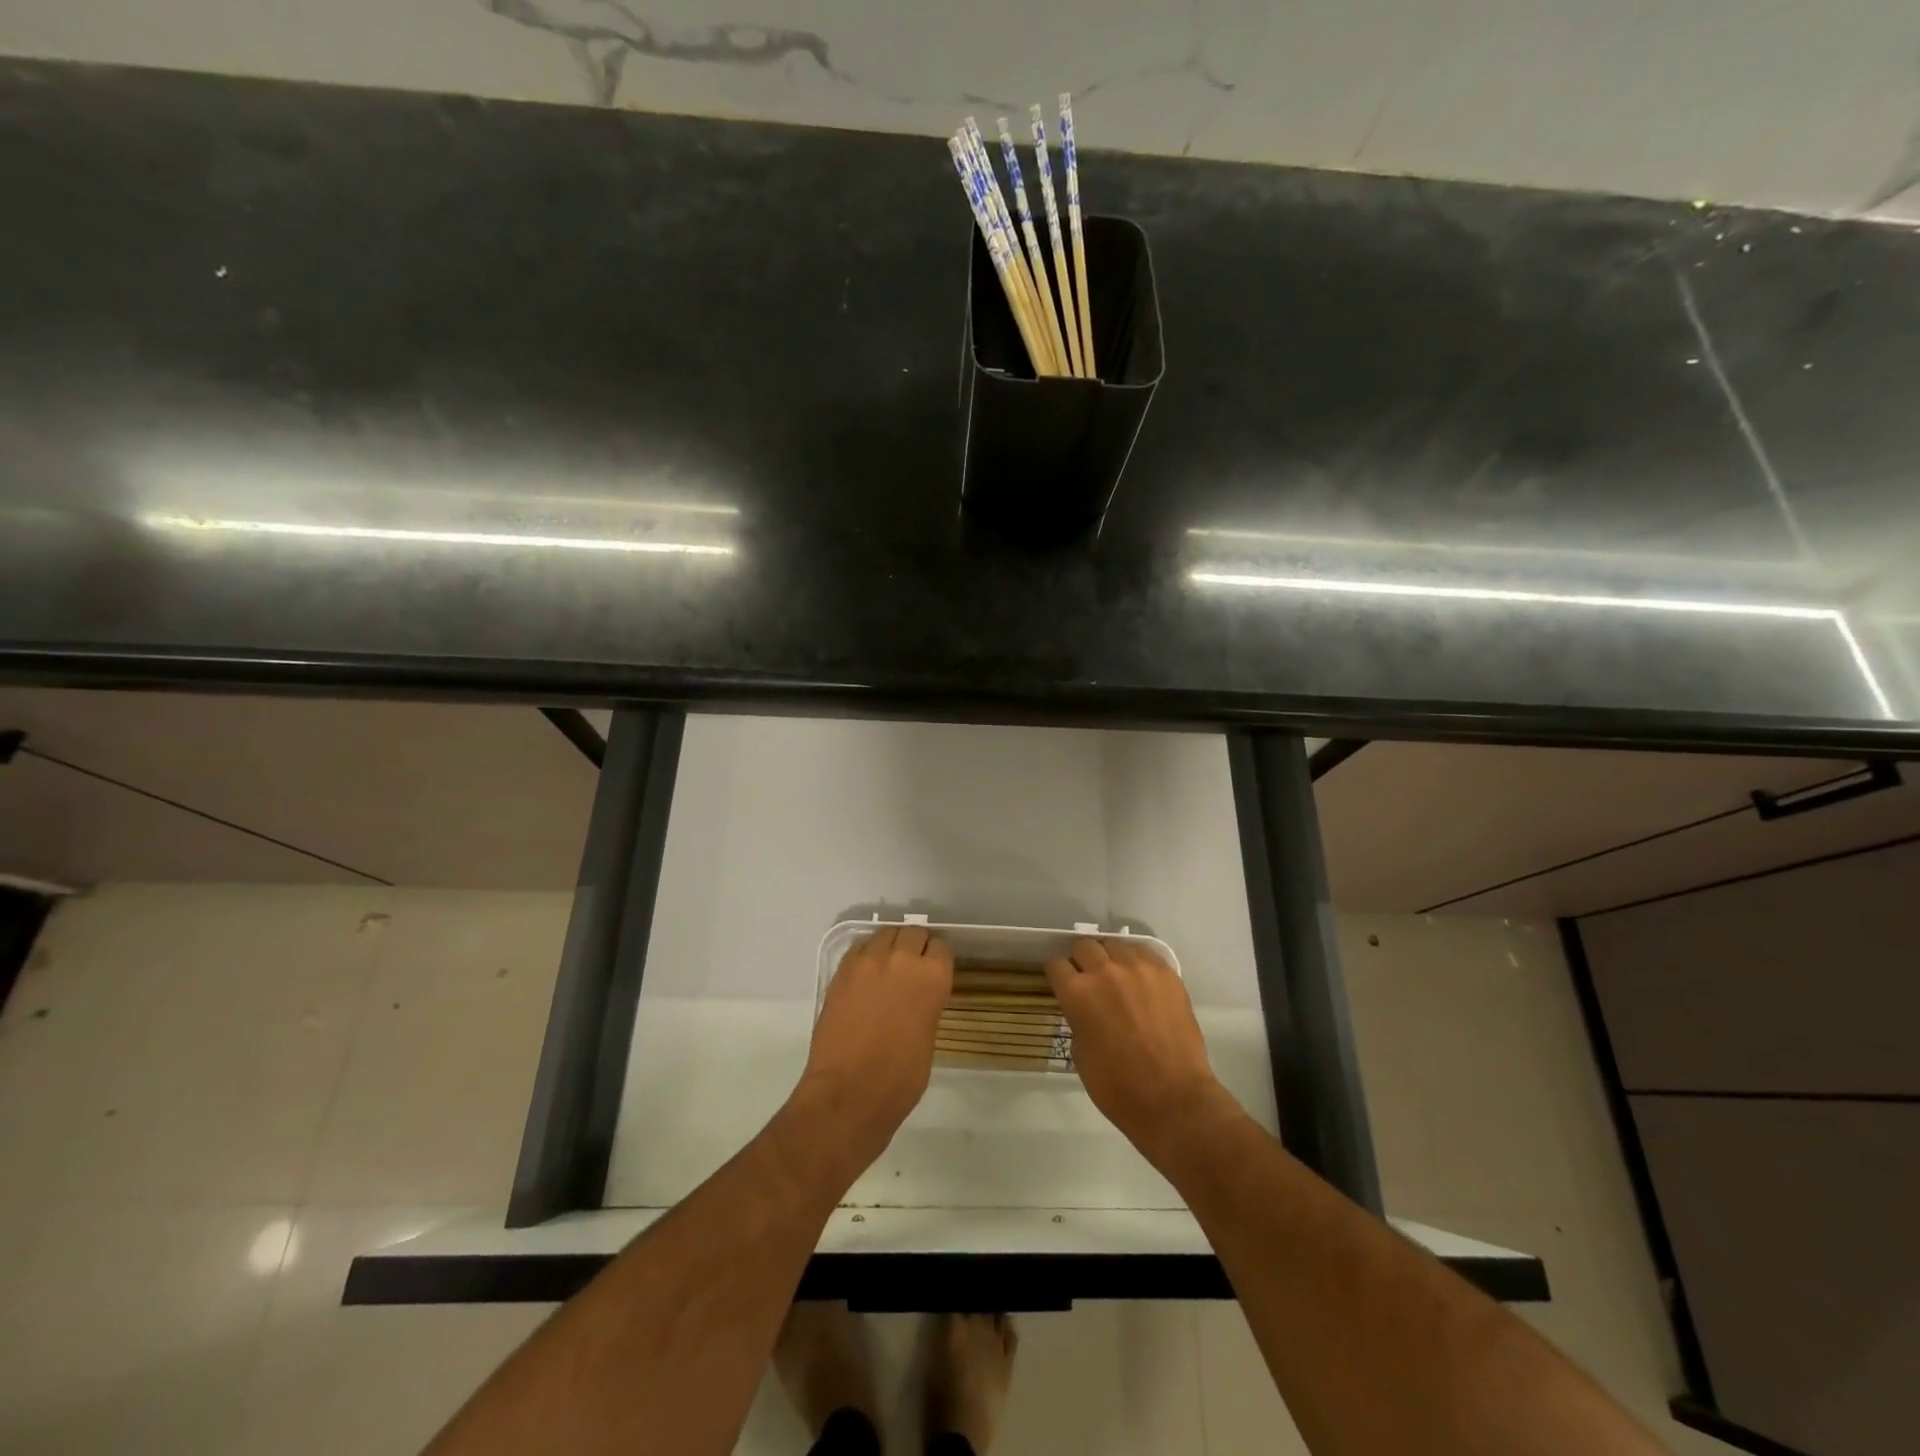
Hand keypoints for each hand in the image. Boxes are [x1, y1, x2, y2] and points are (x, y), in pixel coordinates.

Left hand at [795, 925, 953, 1170]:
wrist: (849, 1092)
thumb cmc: (900, 1078)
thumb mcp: (928, 1036)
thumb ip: (926, 1004)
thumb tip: (917, 995)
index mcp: (932, 977)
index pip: (940, 947)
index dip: (936, 958)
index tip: (933, 969)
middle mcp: (902, 959)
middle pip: (912, 932)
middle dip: (914, 946)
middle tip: (911, 967)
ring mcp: (868, 962)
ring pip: (884, 934)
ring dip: (889, 946)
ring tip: (887, 967)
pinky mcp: (842, 971)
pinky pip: (859, 948)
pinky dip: (865, 955)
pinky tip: (865, 975)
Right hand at [1046, 938, 1230, 1166]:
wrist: (1173, 1099)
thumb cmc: (1117, 1087)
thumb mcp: (1079, 1052)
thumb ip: (1077, 1018)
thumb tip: (1084, 1007)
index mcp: (1078, 993)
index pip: (1056, 964)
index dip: (1058, 976)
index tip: (1063, 985)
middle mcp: (1105, 971)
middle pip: (1084, 946)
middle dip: (1082, 961)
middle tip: (1090, 981)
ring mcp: (1139, 968)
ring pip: (1115, 945)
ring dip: (1111, 959)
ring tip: (1118, 979)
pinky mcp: (1167, 973)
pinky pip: (1145, 954)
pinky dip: (1138, 963)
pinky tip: (1142, 983)